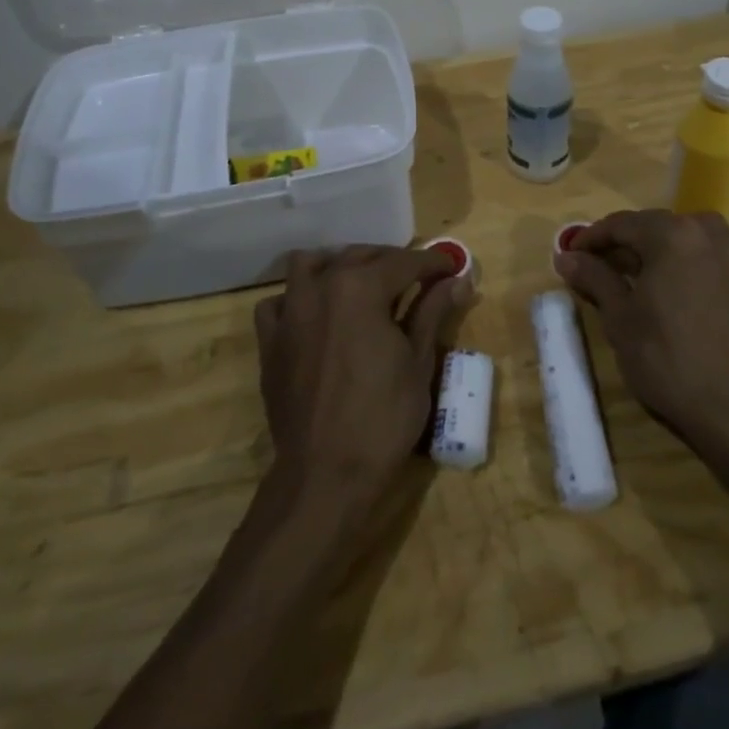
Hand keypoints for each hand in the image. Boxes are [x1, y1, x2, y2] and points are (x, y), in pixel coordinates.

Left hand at [254, 245, 474, 506]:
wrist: (326, 473)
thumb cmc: (383, 418)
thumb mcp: (419, 362)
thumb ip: (433, 312)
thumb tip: (459, 280)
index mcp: (360, 287)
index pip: (405, 262)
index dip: (434, 262)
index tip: (453, 268)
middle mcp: (321, 287)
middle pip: (361, 256)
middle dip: (392, 262)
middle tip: (418, 279)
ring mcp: (290, 312)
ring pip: (311, 265)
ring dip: (339, 266)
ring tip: (362, 284)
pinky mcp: (270, 341)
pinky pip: (279, 302)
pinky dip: (298, 298)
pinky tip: (316, 315)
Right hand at [557, 210, 728, 462]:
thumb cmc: (668, 362)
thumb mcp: (620, 320)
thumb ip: (595, 278)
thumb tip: (567, 256)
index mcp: (669, 236)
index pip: (622, 225)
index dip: (593, 237)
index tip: (573, 254)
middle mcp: (708, 232)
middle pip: (660, 225)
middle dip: (630, 242)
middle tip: (606, 265)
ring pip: (699, 233)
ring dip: (674, 243)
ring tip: (657, 269)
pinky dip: (721, 252)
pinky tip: (713, 267)